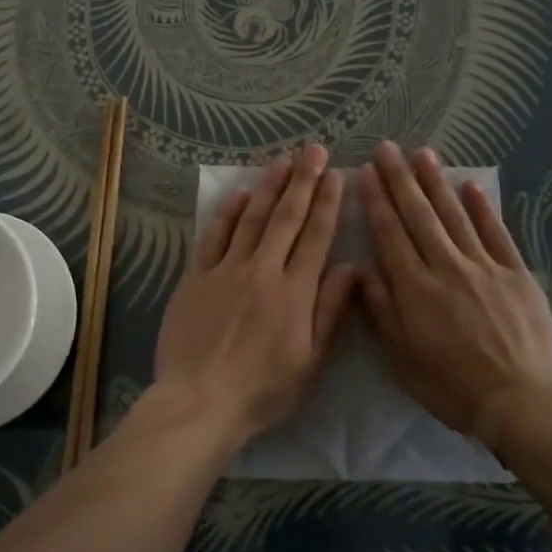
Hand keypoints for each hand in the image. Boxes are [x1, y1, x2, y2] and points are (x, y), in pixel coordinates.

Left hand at [152, 143, 356, 444]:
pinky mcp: (196, 277)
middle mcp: (263, 270)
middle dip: (303, 180)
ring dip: (268, 186)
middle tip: (314, 149)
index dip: (327, 202)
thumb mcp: (311, 362)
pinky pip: (215, 236)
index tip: (337, 174)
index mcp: (295, 292)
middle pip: (286, 217)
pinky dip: (228, 212)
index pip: (316, 236)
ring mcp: (226, 270)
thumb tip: (354, 268)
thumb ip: (332, 311)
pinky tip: (239, 194)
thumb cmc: (263, 391)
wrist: (200, 402)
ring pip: (252, 218)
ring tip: (282, 160)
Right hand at [360, 142, 551, 442]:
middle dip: (399, 179)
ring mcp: (484, 267)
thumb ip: (381, 310)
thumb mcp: (402, 358)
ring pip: (454, 216)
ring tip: (422, 153)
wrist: (521, 403)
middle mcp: (445, 267)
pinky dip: (482, 208)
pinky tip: (470, 186)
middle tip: (387, 148)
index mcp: (414, 288)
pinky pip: (496, 233)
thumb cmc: (452, 386)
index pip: (389, 233)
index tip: (365, 172)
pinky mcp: (516, 274)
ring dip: (436, 183)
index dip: (376, 200)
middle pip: (418, 215)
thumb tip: (361, 267)